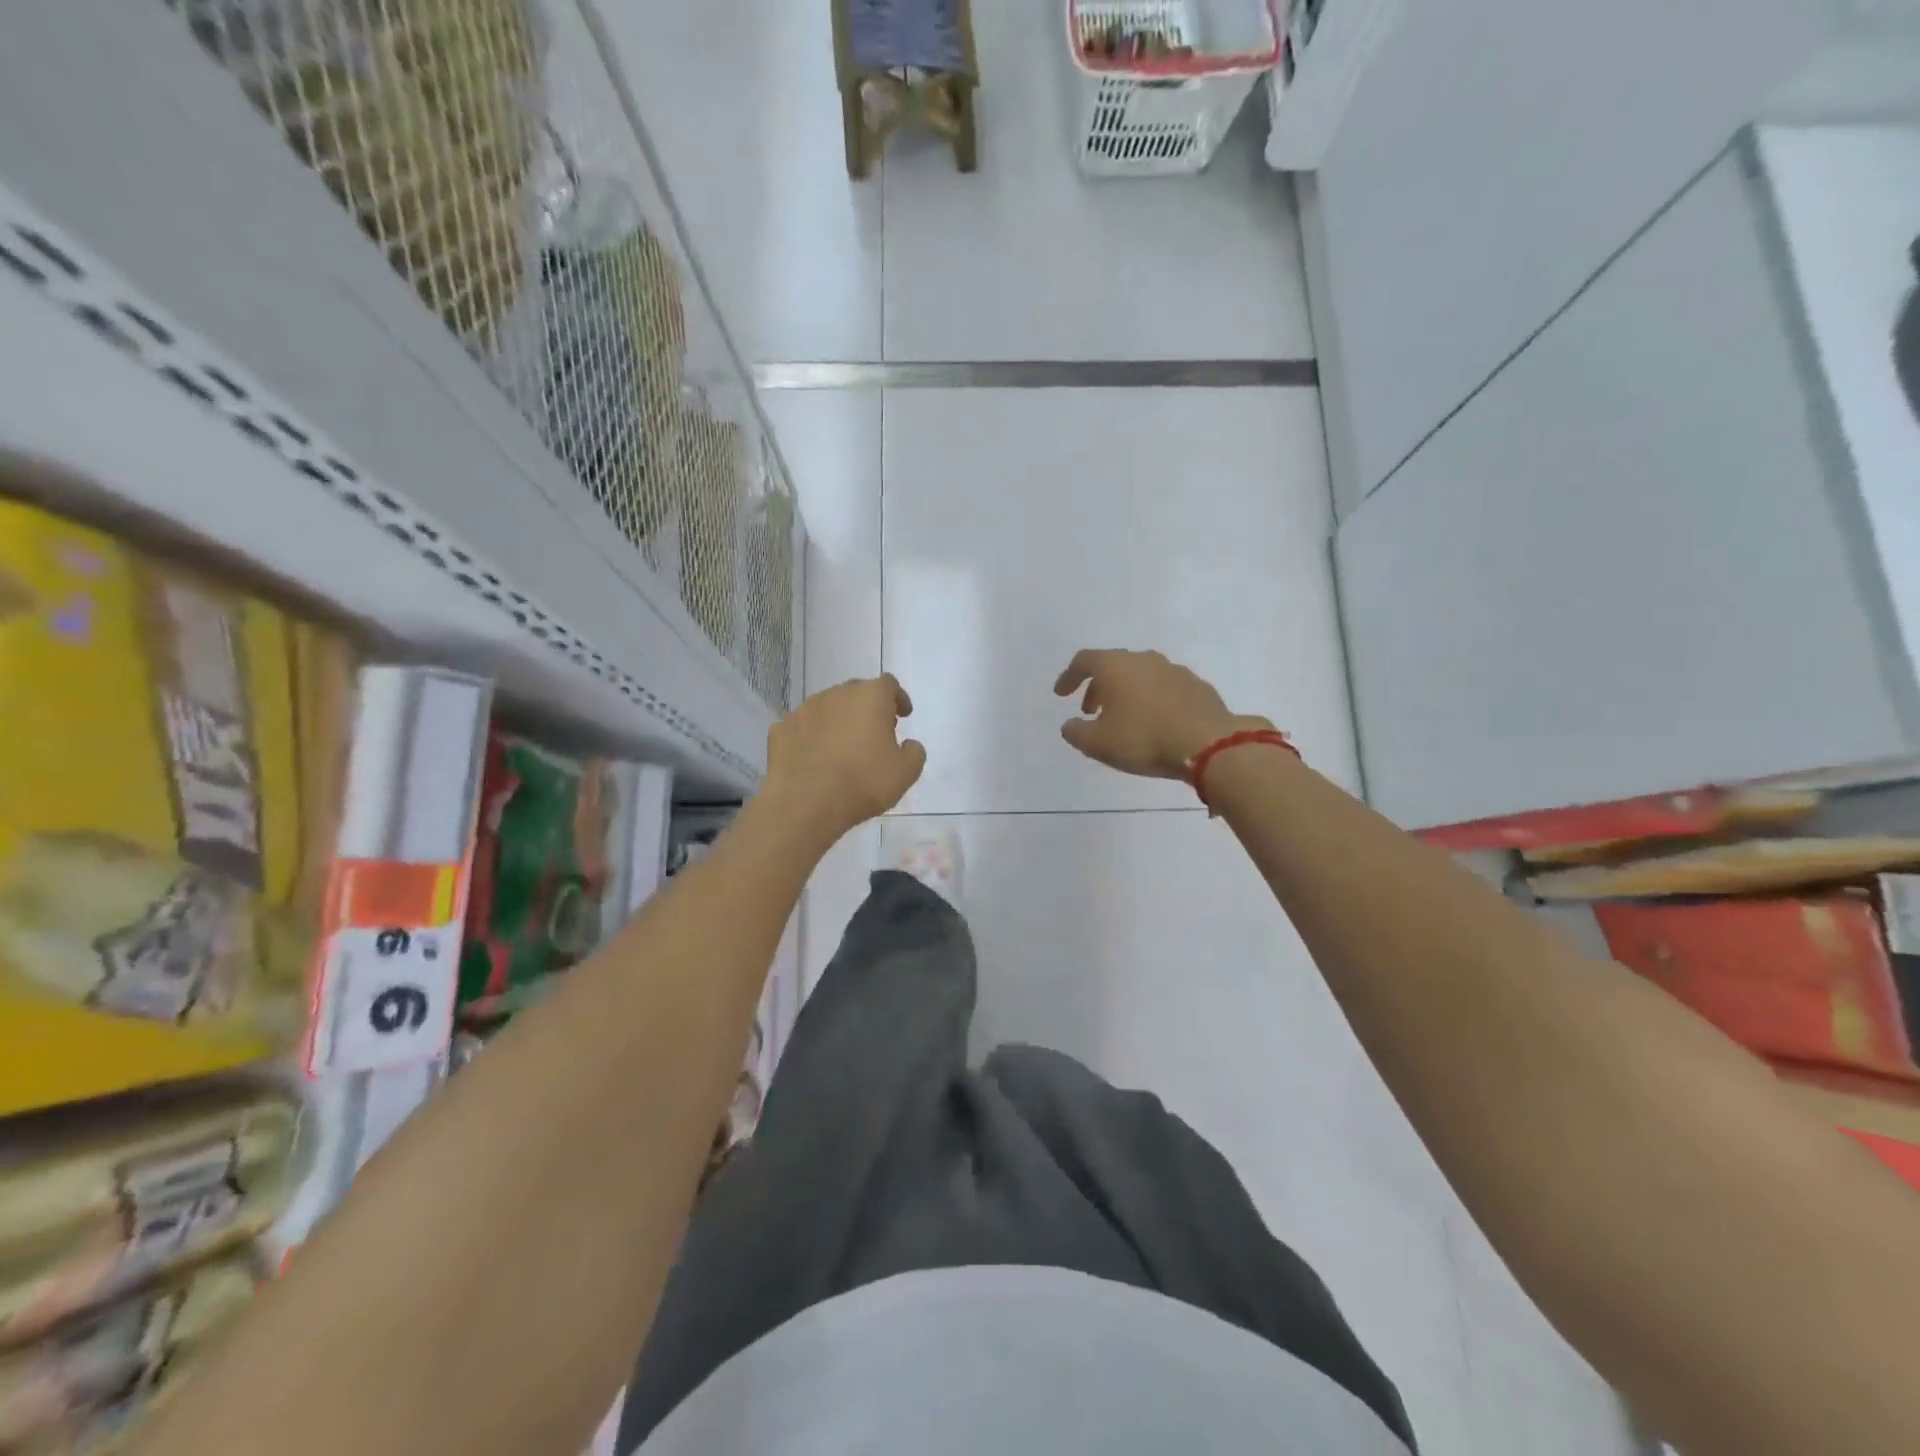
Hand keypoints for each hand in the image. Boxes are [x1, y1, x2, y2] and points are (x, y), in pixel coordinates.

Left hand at [762, 674, 925, 842]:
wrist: (805, 803)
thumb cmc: (863, 783)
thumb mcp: (905, 773)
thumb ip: (914, 752)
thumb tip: (909, 744)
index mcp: (870, 697)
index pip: (888, 684)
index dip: (898, 698)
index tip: (903, 715)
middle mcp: (836, 694)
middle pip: (856, 692)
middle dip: (868, 708)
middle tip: (875, 731)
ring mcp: (804, 710)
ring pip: (827, 707)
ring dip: (838, 720)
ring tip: (843, 746)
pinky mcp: (781, 729)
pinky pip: (803, 727)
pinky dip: (812, 736)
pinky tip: (815, 757)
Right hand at [1054, 649, 1269, 779]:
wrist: (1208, 743)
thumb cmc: (1143, 739)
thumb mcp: (1097, 743)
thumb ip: (1076, 732)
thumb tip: (1069, 725)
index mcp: (1115, 666)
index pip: (1084, 661)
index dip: (1069, 677)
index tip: (1062, 694)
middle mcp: (1144, 659)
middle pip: (1113, 666)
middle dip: (1098, 687)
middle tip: (1090, 711)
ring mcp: (1174, 670)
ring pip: (1140, 675)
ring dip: (1126, 693)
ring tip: (1123, 719)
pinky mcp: (1197, 686)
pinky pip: (1164, 688)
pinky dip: (1152, 700)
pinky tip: (1155, 722)